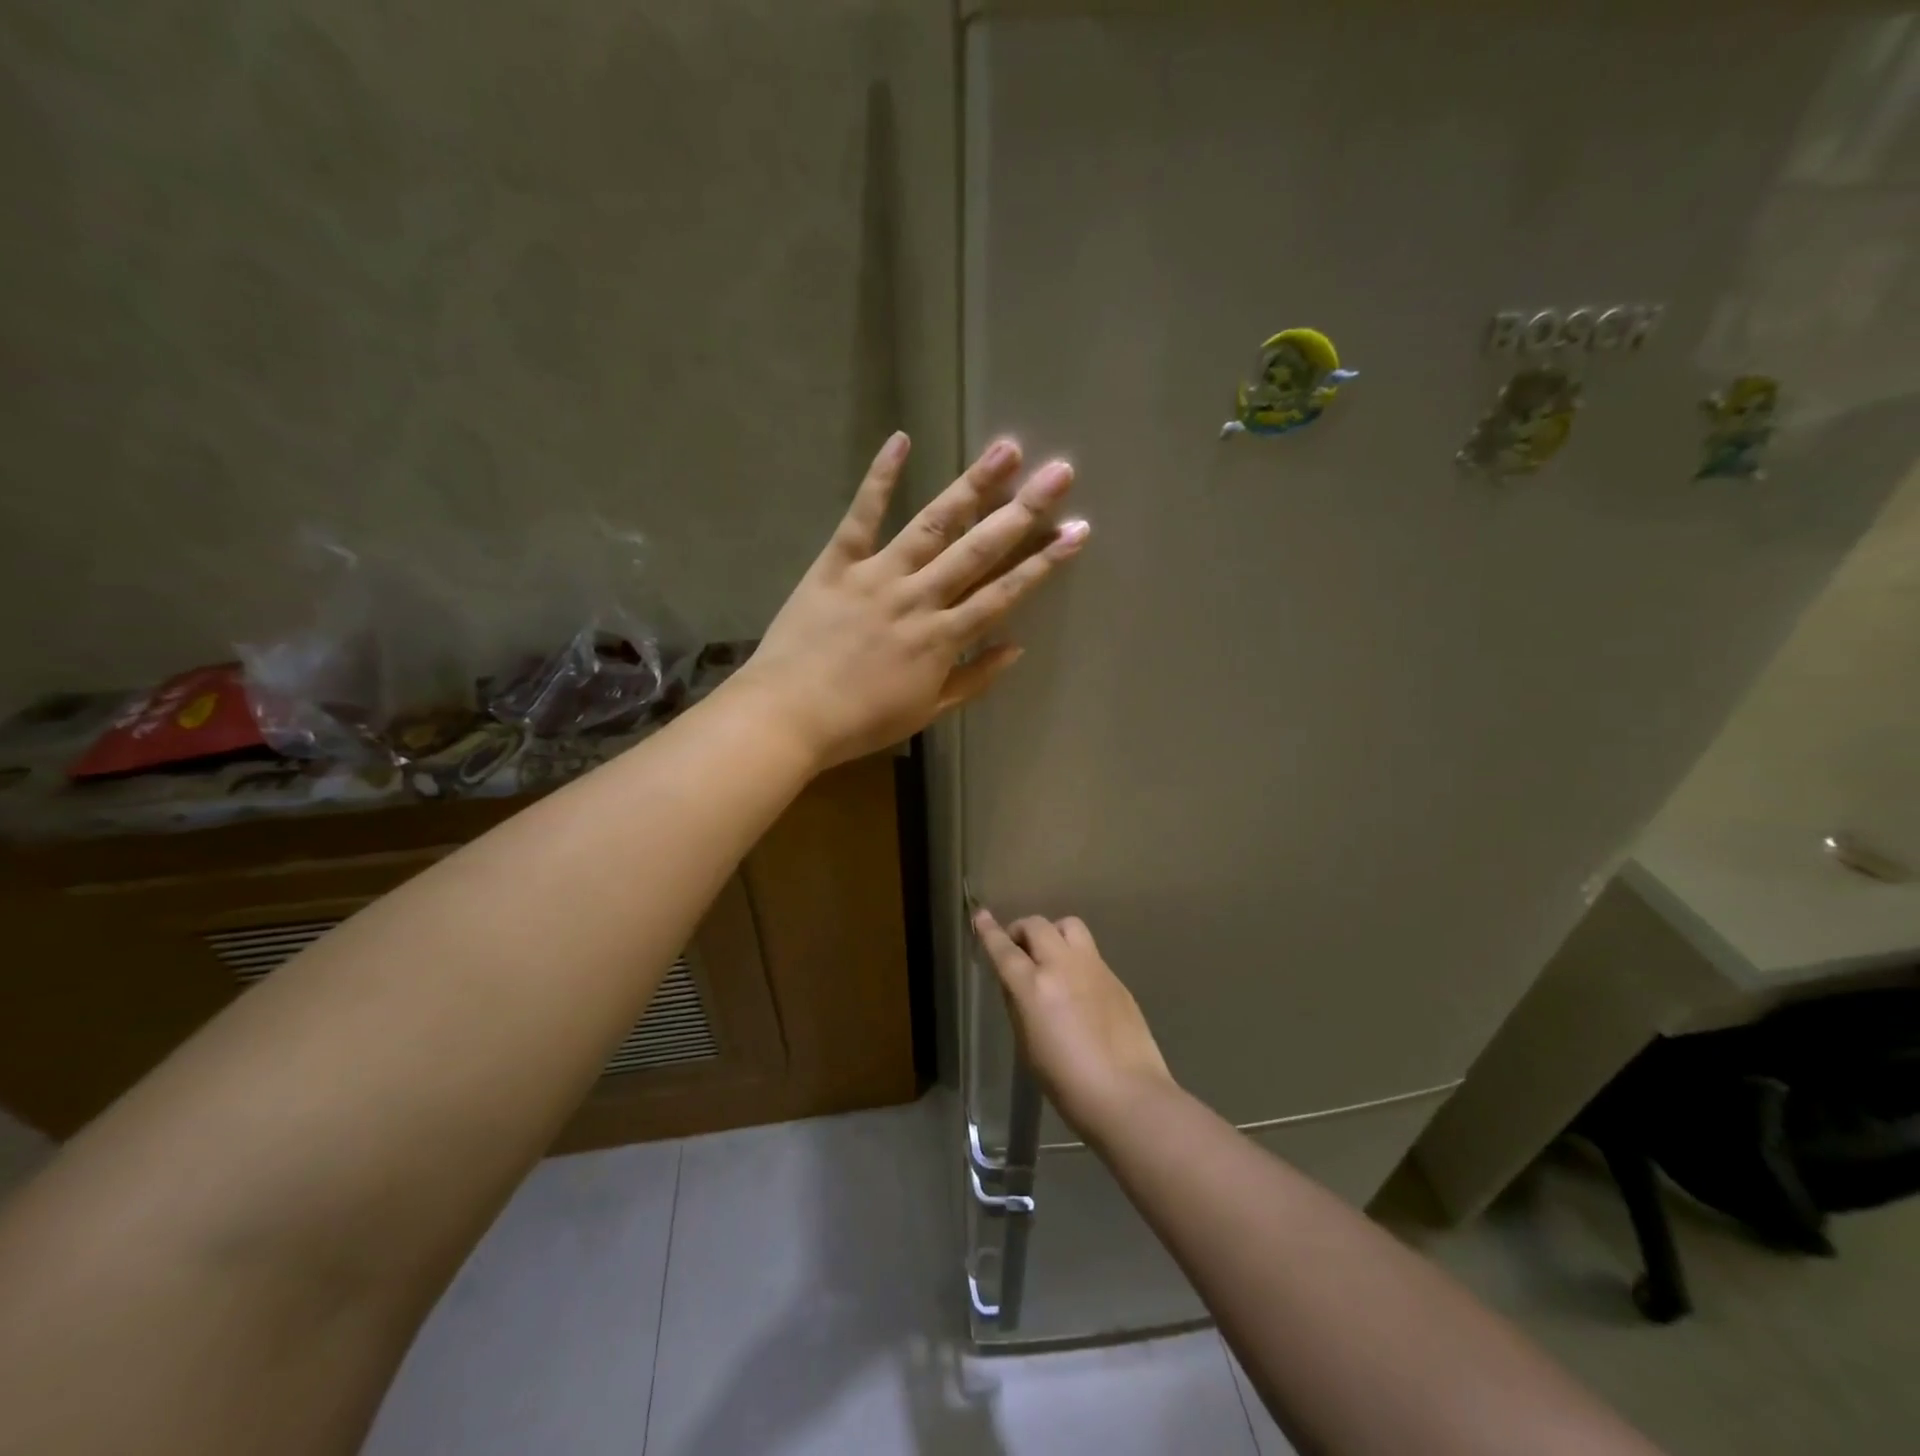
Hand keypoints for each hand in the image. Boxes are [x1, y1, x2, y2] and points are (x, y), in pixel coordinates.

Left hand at [735, 432, 1086, 769]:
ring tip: (1006, 449)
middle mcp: (919, 598)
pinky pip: (861, 516)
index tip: (1076, 531)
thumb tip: (1016, 645)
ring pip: (932, 524)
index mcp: (942, 638)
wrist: (788, 716)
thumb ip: (974, 679)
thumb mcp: (927, 712)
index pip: (1003, 594)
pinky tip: (901, 440)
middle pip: (979, 549)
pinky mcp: (836, 564)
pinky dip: (879, 478)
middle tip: (1059, 472)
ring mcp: (877, 576)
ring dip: (972, 486)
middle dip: (1023, 510)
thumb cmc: (860, 722)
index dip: (1043, 563)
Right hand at [973, 910, 1174, 1139]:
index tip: (980, 916)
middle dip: (1021, 931)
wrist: (1128, 1094)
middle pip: (1036, 925)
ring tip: (1050, 956)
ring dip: (1052, 933)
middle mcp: (1062, 966)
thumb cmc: (1067, 1083)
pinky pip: (1089, 951)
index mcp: (1034, 987)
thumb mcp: (1027, 1046)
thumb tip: (1017, 983)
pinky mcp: (1115, 977)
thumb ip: (1019, 1006)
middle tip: (1018, 949)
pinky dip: (1075, 956)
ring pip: (1068, 926)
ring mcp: (1093, 967)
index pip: (1004, 948)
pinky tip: (1078, 985)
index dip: (989, 931)